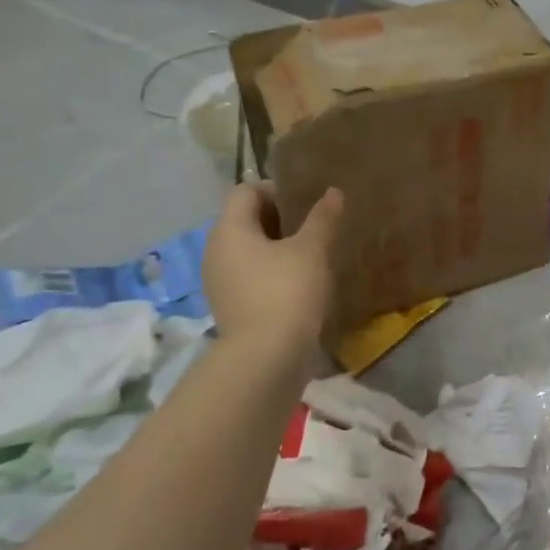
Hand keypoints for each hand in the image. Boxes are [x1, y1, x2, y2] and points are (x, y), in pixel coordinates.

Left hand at [204, 184, 342, 364]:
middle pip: (246, 220)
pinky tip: (300, 284)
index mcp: (229, 229)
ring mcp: (220, 282)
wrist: (266, 359)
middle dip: (280, 219)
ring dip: (278, 248)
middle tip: (315, 228)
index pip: (246, 191)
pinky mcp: (231, 306)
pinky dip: (272, 273)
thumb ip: (322, 218)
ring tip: (312, 256)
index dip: (277, 190)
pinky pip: (251, 276)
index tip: (308, 204)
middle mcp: (216, 251)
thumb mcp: (311, 250)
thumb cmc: (286, 292)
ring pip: (249, 250)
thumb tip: (333, 192)